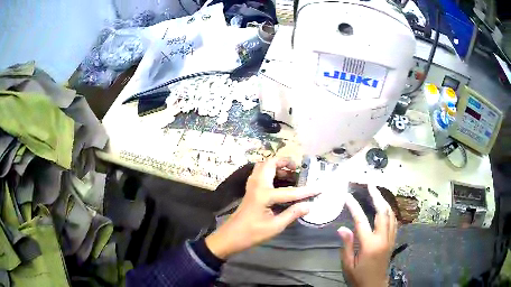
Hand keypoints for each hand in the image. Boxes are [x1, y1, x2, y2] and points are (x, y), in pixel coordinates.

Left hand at [205, 157, 317, 258]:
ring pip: (263, 166)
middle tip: (297, 169)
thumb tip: (308, 205)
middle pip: (270, 164)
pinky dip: (270, 171)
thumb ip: (292, 214)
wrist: (231, 236)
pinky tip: (278, 181)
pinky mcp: (250, 190)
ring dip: (277, 166)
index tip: (320, 187)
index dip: (307, 191)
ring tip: (290, 173)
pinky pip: (259, 173)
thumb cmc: (252, 233)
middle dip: (285, 162)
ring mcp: (251, 186)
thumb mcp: (275, 226)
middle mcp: (257, 185)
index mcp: (264, 195)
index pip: (291, 191)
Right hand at [338, 186, 396, 286]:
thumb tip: (342, 228)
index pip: (361, 221)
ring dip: (385, 201)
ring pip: (391, 215)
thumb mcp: (348, 264)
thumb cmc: (359, 277)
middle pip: (382, 212)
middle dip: (376, 196)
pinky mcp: (393, 241)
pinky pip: (394, 222)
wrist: (374, 286)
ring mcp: (390, 239)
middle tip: (370, 185)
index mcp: (370, 244)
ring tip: (377, 193)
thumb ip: (347, 245)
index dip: (354, 207)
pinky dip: (390, 212)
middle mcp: (383, 238)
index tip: (348, 196)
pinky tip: (385, 209)